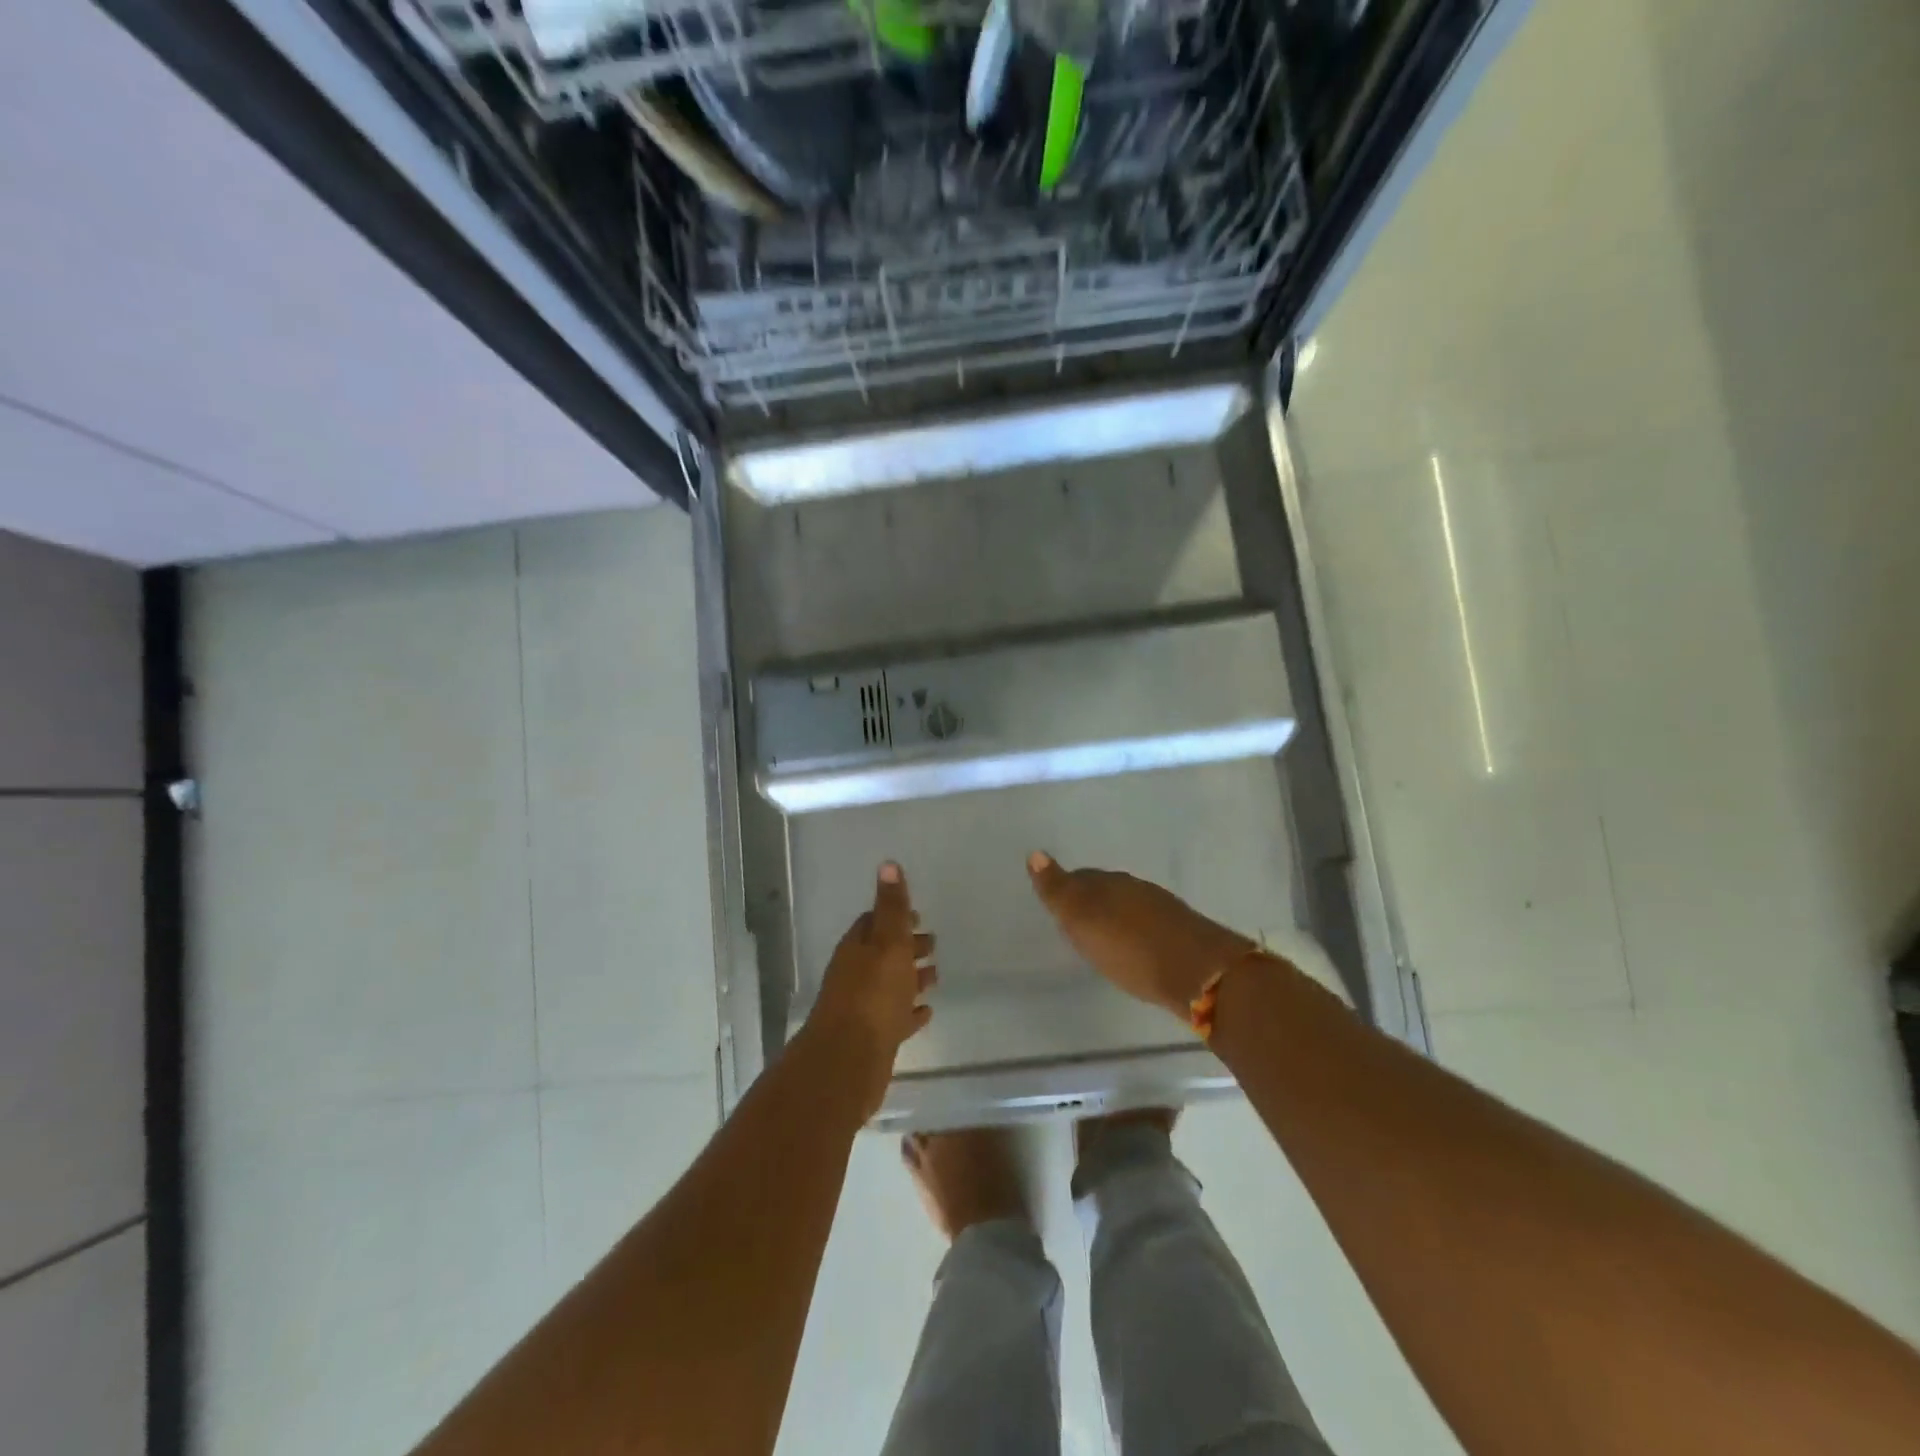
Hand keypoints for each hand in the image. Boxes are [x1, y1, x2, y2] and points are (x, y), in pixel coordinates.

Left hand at [805, 861, 935, 1114]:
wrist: (848, 1061)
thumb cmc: (872, 995)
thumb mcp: (888, 943)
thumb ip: (891, 907)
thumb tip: (888, 864)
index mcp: (857, 949)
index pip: (873, 923)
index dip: (895, 916)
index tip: (918, 915)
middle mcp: (855, 975)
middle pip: (883, 954)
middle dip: (907, 946)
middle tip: (933, 943)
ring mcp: (863, 1008)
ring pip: (890, 985)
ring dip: (911, 978)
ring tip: (936, 975)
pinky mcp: (873, 1038)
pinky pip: (895, 1018)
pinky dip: (910, 1012)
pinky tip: (927, 1012)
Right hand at [1027, 851, 1253, 1017]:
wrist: (1199, 972)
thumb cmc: (1130, 948)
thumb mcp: (1083, 921)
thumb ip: (1058, 890)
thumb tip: (1034, 853)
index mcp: (1107, 883)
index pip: (1079, 878)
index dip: (1066, 889)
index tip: (1057, 904)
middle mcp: (1134, 888)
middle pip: (1105, 889)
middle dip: (1091, 900)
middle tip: (1077, 920)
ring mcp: (1162, 909)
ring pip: (1129, 905)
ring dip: (1116, 916)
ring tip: (1104, 935)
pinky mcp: (1182, 932)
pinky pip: (1148, 923)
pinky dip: (1136, 931)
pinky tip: (1135, 947)